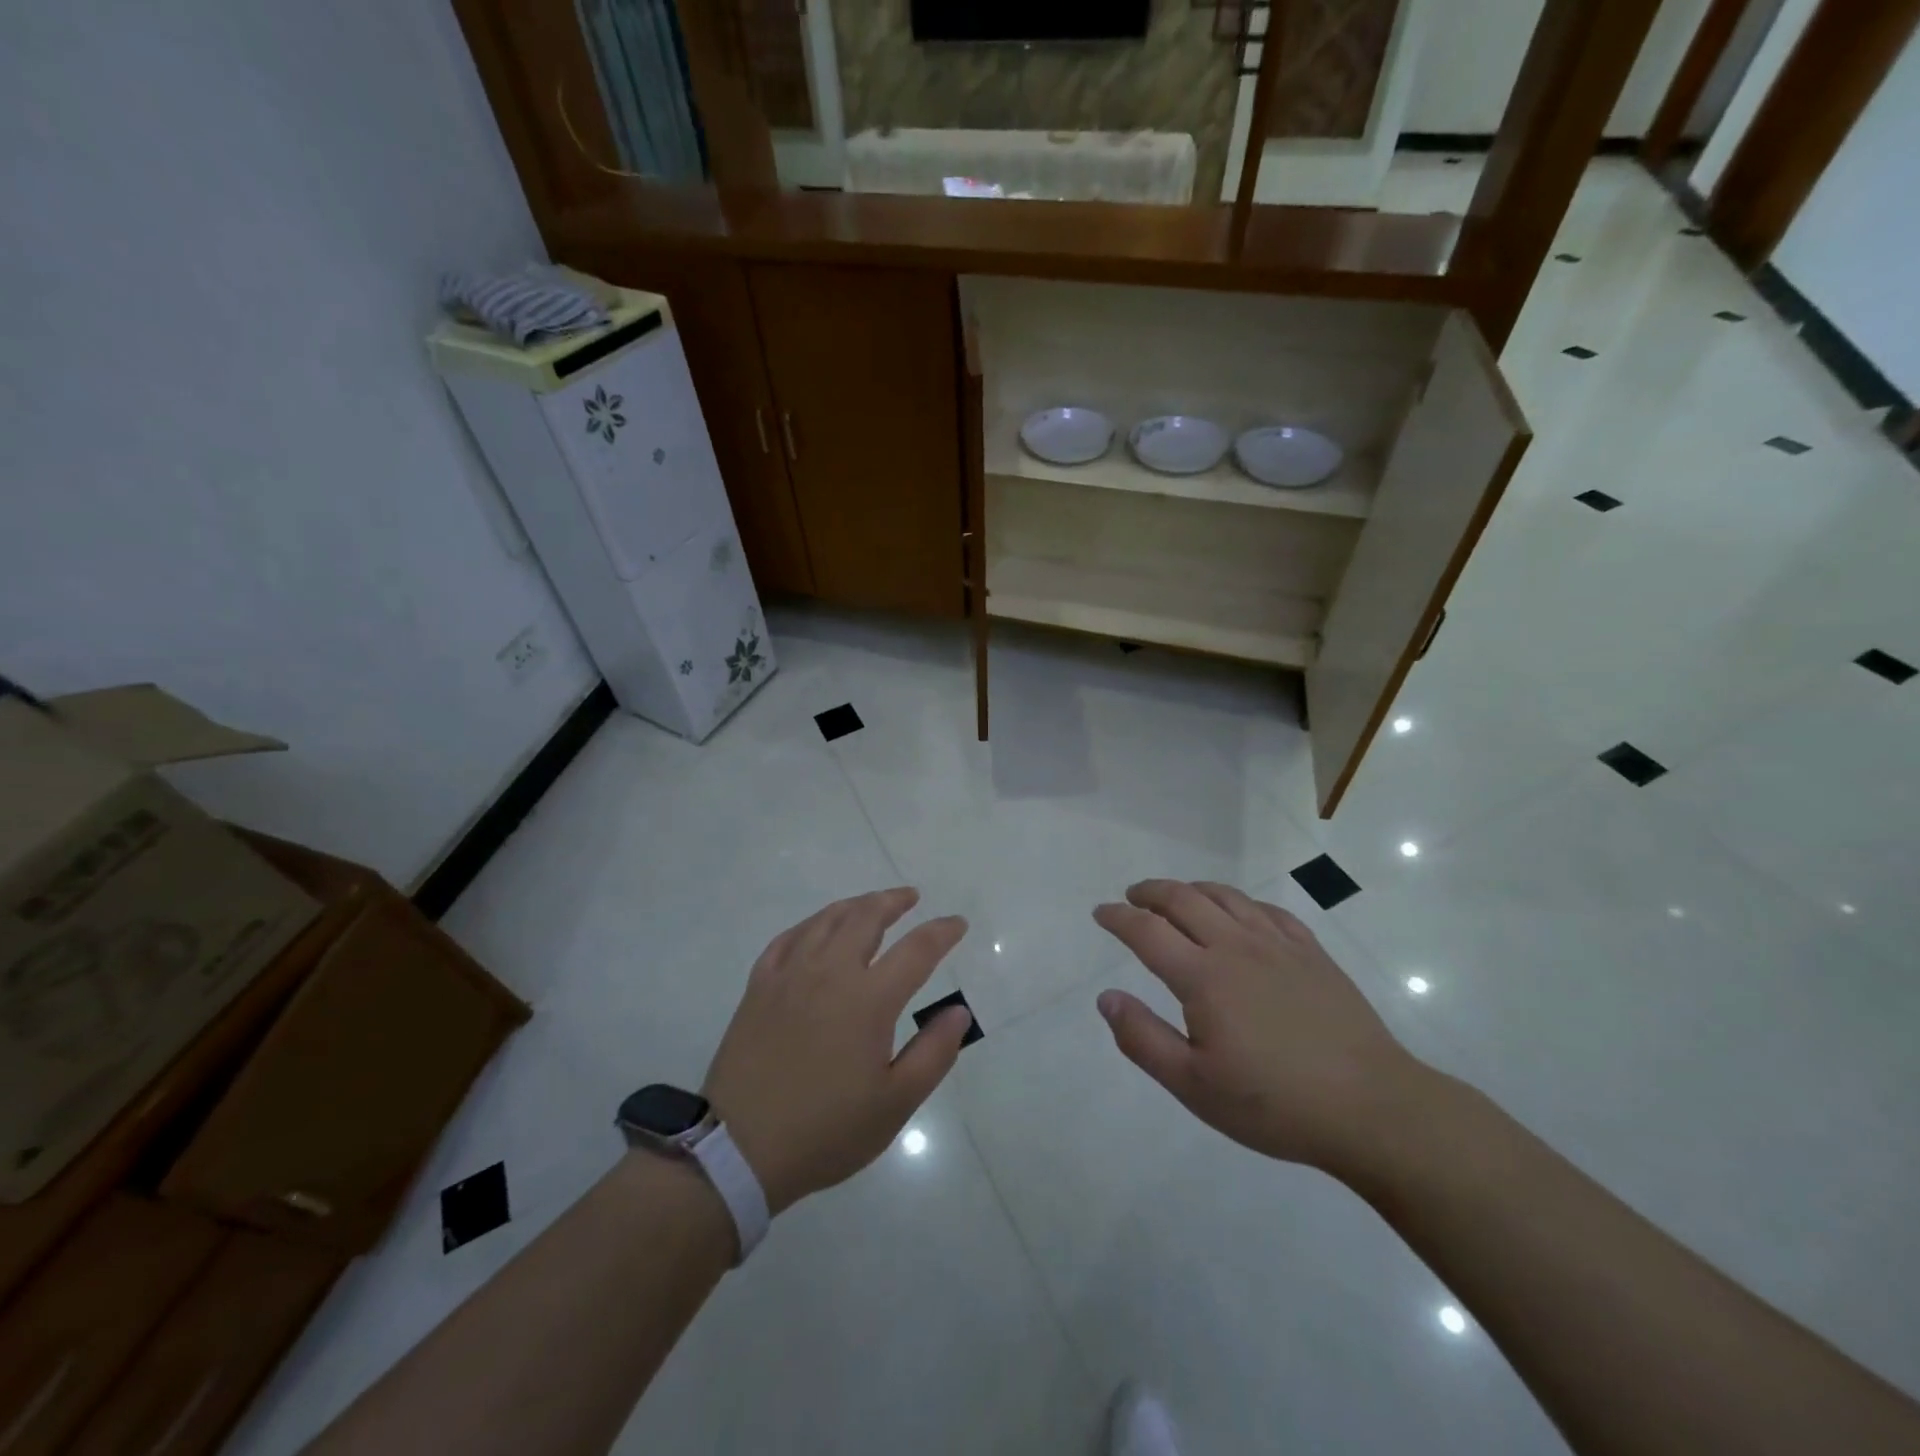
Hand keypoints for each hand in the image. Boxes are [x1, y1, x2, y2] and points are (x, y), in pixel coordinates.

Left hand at [702, 888, 971, 1215]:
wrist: (739, 1149)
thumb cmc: (826, 1130)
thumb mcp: (894, 1103)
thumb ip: (934, 1052)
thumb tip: (959, 1011)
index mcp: (869, 999)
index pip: (916, 950)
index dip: (941, 932)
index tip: (957, 923)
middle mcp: (830, 972)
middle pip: (866, 917)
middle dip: (893, 901)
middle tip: (911, 897)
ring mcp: (790, 974)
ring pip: (827, 919)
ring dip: (855, 905)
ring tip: (871, 904)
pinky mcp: (759, 986)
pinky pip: (788, 937)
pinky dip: (811, 924)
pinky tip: (817, 929)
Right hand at [1093, 880, 1428, 1180]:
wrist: (1371, 1108)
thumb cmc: (1274, 1103)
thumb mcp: (1194, 1085)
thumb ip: (1143, 1038)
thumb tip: (1106, 997)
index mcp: (1203, 976)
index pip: (1147, 931)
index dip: (1118, 917)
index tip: (1101, 913)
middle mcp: (1236, 946)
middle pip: (1184, 899)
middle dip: (1151, 892)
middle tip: (1133, 897)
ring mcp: (1278, 945)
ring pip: (1226, 897)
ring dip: (1193, 889)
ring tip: (1178, 897)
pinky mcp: (1312, 953)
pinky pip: (1269, 911)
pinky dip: (1241, 903)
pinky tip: (1240, 914)